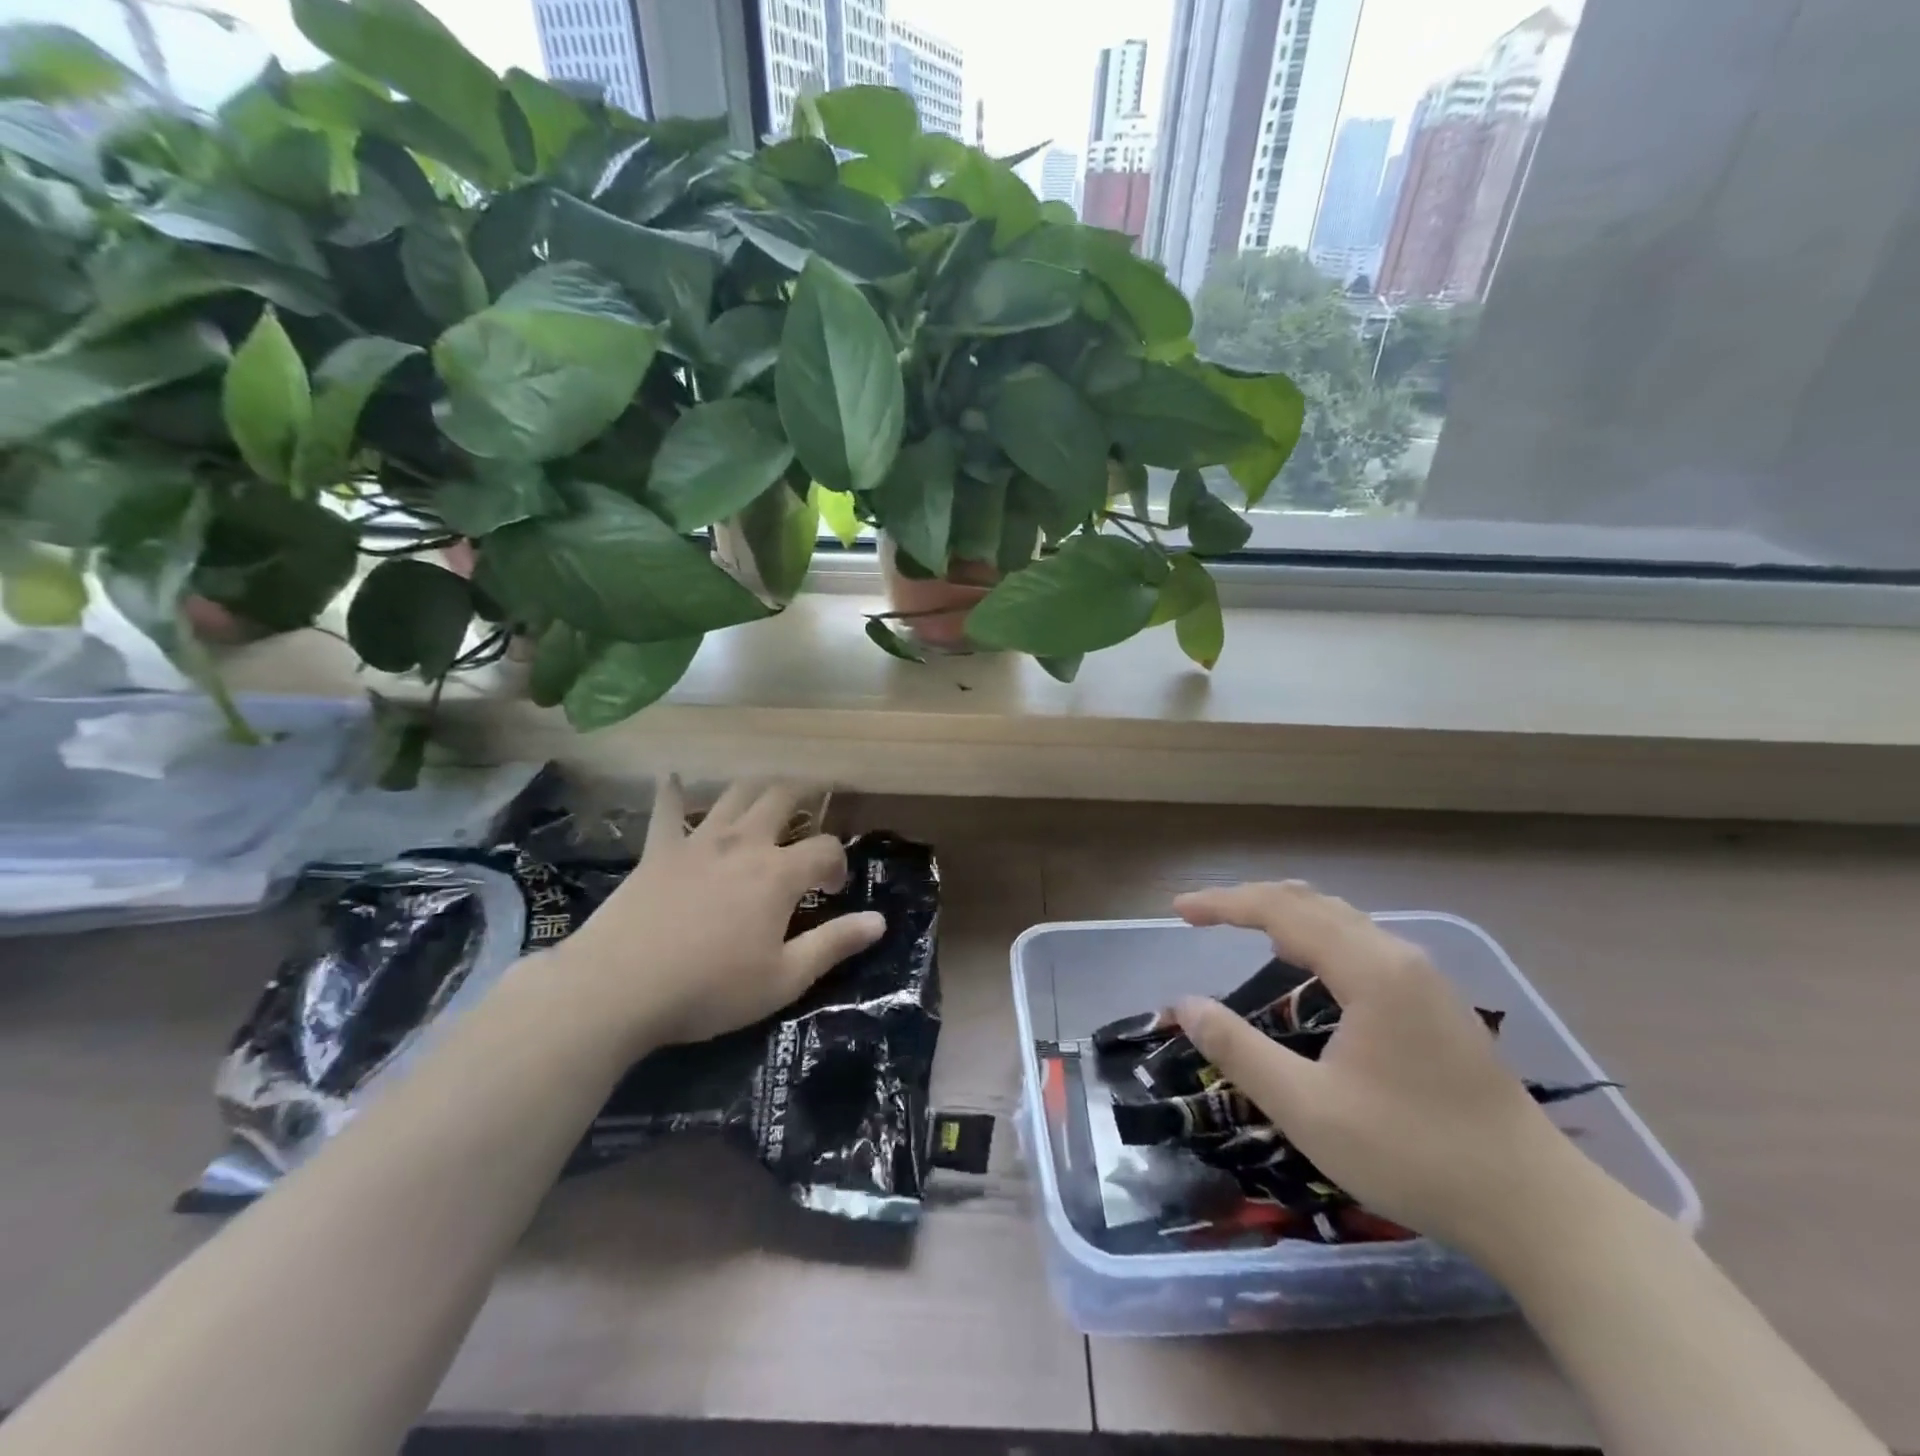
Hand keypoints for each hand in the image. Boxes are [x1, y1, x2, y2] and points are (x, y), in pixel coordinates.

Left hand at [548, 778, 884, 1052]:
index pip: (825, 847)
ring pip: (735, 794)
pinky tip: (674, 776)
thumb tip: (880, 921)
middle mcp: (743, 844)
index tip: (832, 888)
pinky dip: (673, 792)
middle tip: (814, 800)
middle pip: (781, 798)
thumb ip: (834, 944)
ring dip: (756, 787)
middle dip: (805, 794)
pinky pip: (667, 810)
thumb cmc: (709, 989)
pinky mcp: (657, 851)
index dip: (837, 862)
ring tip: (767, 792)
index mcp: (778, 874)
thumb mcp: (784, 979)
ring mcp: (697, 842)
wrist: (618, 989)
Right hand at [1173, 881, 1588, 1254]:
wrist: (1537, 1207)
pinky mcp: (1437, 1002)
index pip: (1281, 910)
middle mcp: (1398, 955)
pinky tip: (1309, 964)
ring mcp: (1425, 977)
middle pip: (1311, 902)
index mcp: (1369, 968)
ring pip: (1342, 918)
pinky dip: (1317, 934)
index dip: (1223, 904)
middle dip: (1250, 900)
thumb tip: (1186, 1005)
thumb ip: (1240, 1050)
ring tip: (1243, 927)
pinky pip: (1362, 941)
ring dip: (1286, 914)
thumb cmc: (1414, 1153)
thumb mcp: (1308, 1109)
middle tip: (1202, 916)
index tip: (1179, 912)